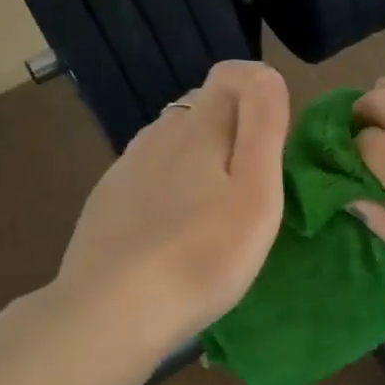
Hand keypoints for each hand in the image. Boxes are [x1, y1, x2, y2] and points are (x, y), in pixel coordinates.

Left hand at [53, 61, 289, 357]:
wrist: (112, 311)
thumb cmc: (202, 255)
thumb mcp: (256, 193)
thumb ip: (264, 127)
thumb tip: (265, 72)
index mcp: (197, 127)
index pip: (232, 76)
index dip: (261, 95)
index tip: (278, 147)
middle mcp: (156, 135)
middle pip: (202, 109)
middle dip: (234, 130)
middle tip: (255, 187)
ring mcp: (125, 169)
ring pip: (172, 144)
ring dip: (200, 161)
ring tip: (217, 214)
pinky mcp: (107, 203)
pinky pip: (149, 177)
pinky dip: (170, 190)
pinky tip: (175, 232)